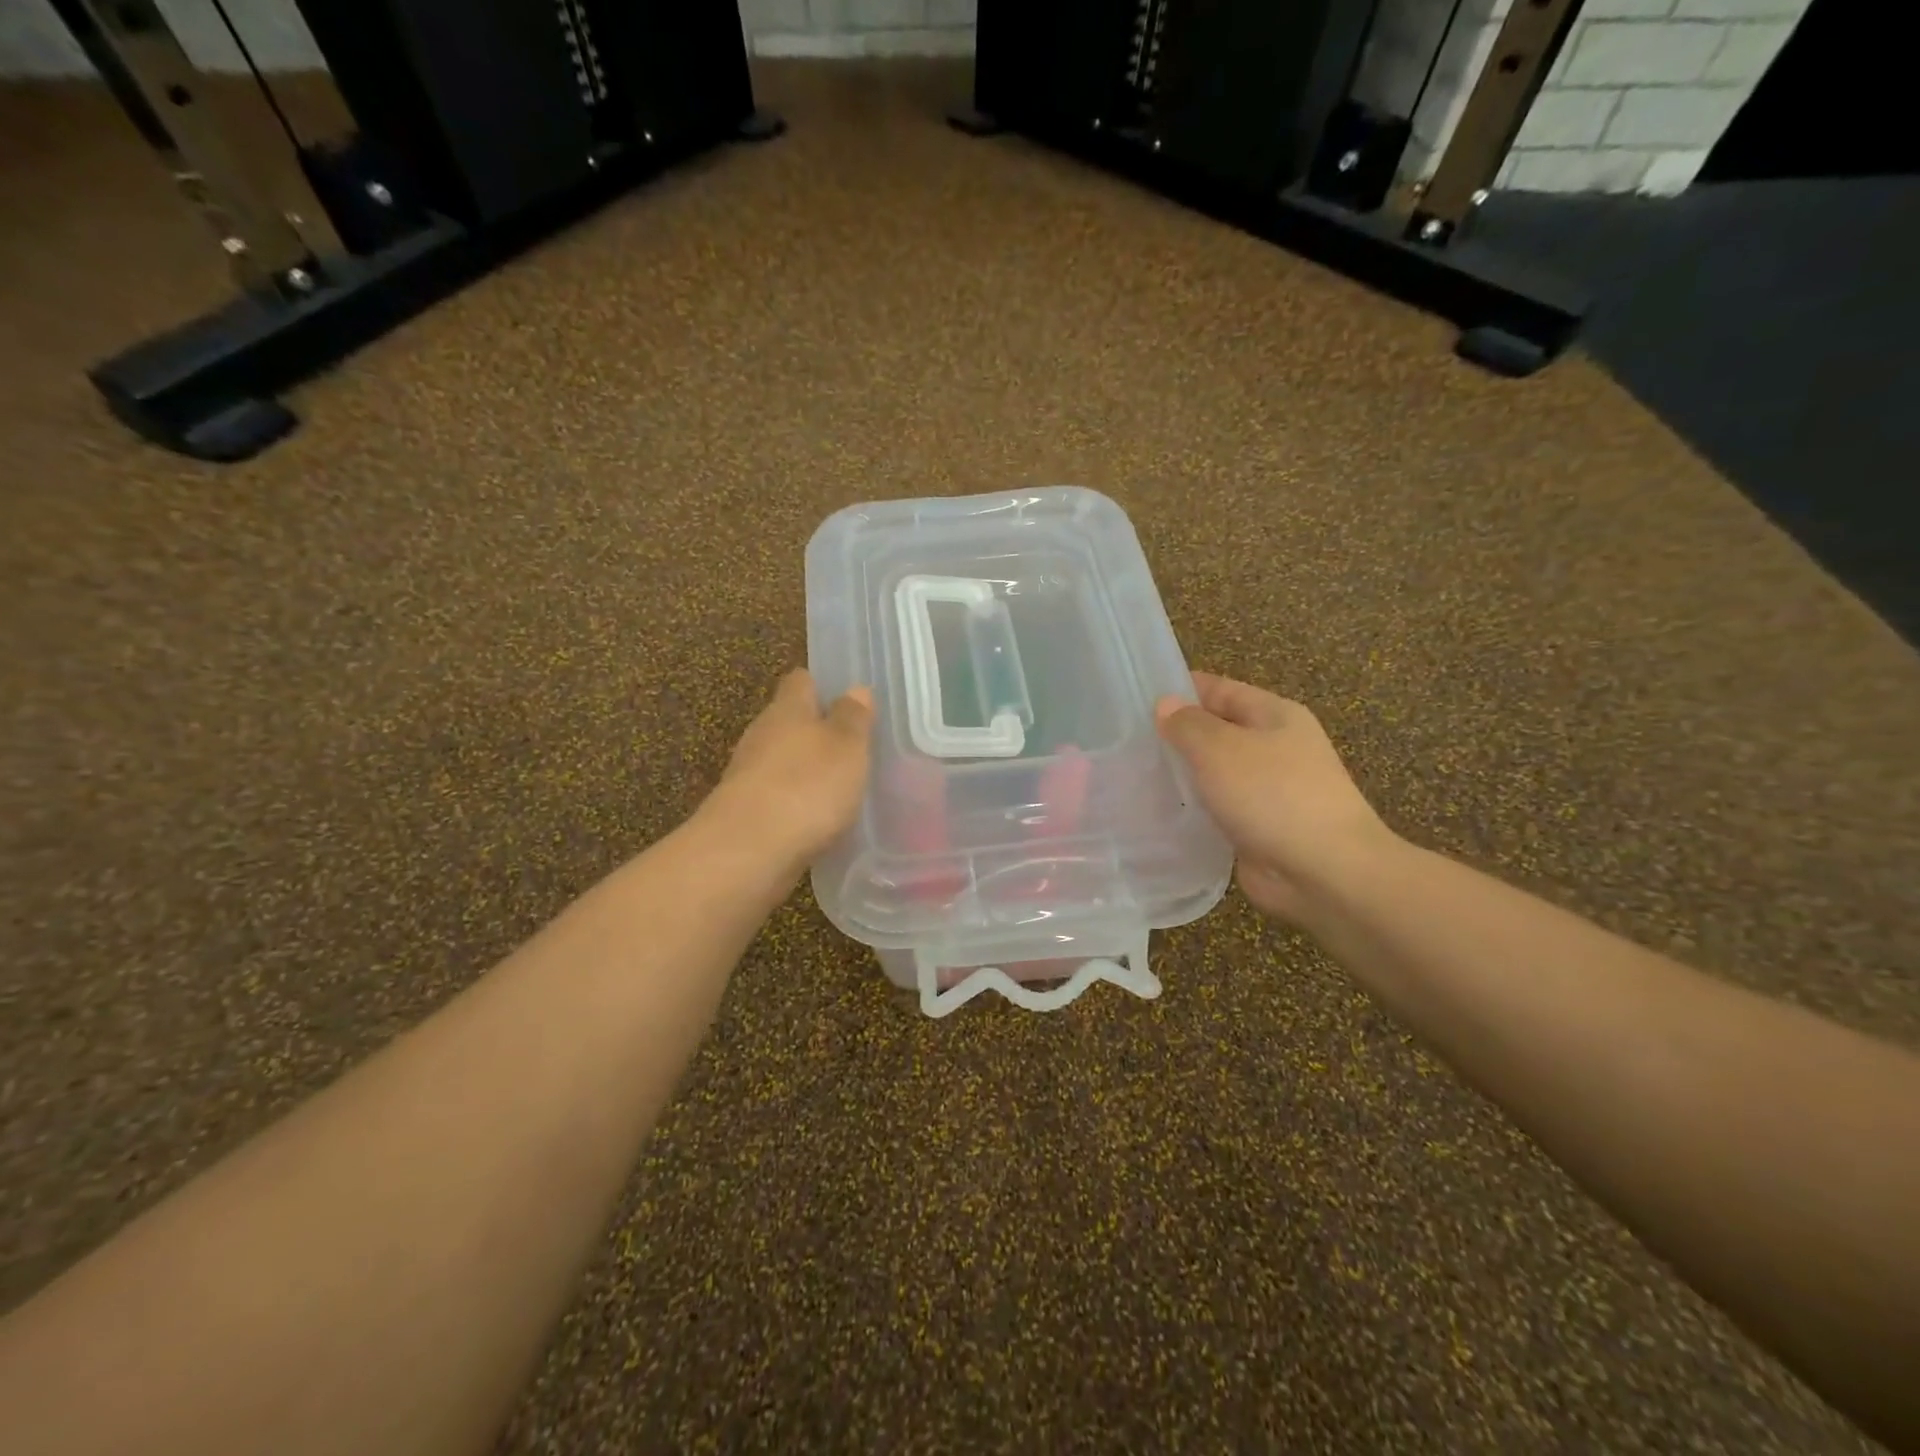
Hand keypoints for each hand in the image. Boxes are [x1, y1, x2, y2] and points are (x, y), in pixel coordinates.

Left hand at [703, 670, 874, 870]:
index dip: (821, 684)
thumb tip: (855, 689)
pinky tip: (818, 818)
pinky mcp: (745, 812)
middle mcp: (762, 735)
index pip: (800, 681)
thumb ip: (853, 718)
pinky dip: (796, 802)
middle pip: (789, 721)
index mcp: (787, 709)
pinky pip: (777, 796)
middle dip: (816, 730)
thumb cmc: (807, 787)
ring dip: (806, 769)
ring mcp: (748, 775)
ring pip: (781, 760)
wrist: (748, 852)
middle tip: (852, 746)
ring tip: (841, 784)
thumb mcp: (847, 747)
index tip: (847, 698)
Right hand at [1156, 672, 1397, 923]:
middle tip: (1124, 742)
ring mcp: (1268, 790)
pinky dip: (1192, 809)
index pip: (1219, 690)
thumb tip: (1165, 704)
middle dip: (1175, 735)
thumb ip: (1188, 724)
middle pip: (1215, 730)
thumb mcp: (1221, 748)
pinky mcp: (1257, 827)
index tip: (1133, 699)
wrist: (1325, 873)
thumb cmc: (1273, 796)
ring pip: (1213, 772)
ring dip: (1181, 775)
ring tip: (1132, 777)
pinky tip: (1158, 812)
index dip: (1179, 690)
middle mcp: (1274, 747)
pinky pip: (1217, 808)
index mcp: (1274, 715)